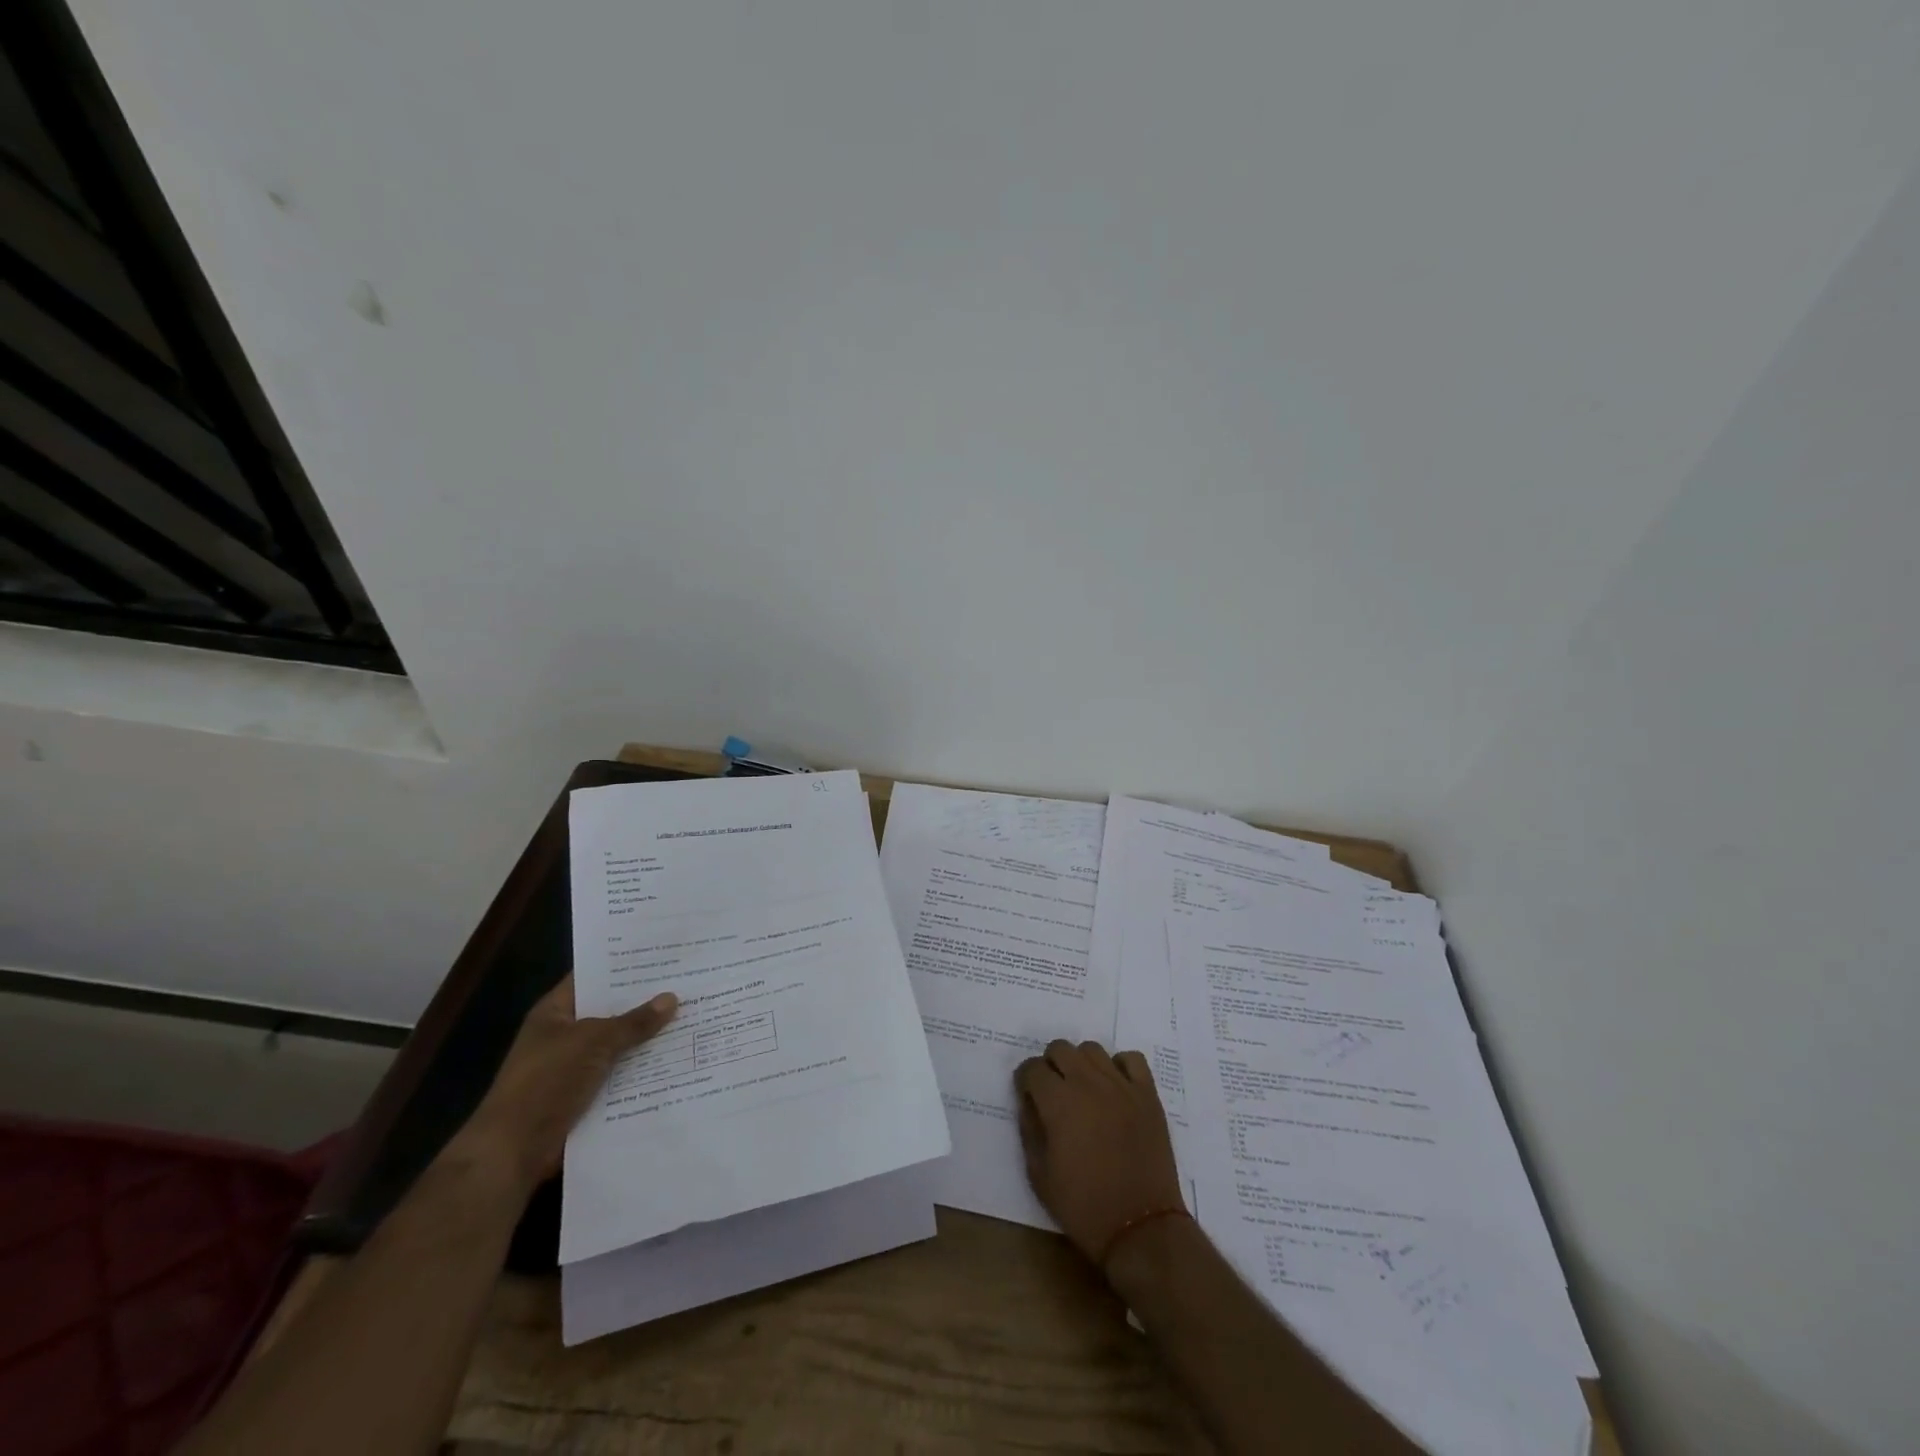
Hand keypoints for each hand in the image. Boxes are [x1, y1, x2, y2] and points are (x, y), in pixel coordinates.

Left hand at [454, 974, 677, 1193]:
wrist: (513, 1152)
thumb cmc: (546, 1082)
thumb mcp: (593, 1042)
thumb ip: (633, 1022)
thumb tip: (672, 998)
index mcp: (556, 1012)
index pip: (593, 977)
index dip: (624, 966)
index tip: (662, 955)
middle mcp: (566, 1036)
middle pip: (611, 1012)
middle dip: (646, 1003)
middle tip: (690, 984)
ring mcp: (576, 1068)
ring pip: (620, 1046)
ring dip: (649, 1040)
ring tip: (693, 1019)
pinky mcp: (587, 1097)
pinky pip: (621, 1076)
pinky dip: (644, 1071)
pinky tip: (678, 1061)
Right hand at [1015, 1039, 1187, 1266]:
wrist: (1140, 1228)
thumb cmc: (1084, 1207)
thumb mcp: (1040, 1176)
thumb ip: (1029, 1131)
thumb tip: (1029, 1103)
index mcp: (1058, 1102)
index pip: (1031, 1068)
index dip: (1025, 1081)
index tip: (1028, 1096)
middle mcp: (1087, 1083)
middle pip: (1060, 1048)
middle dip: (1050, 1065)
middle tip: (1053, 1092)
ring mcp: (1120, 1085)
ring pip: (1092, 1049)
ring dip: (1081, 1063)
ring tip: (1083, 1089)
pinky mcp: (1147, 1094)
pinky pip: (1131, 1059)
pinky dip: (1120, 1066)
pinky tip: (1115, 1087)